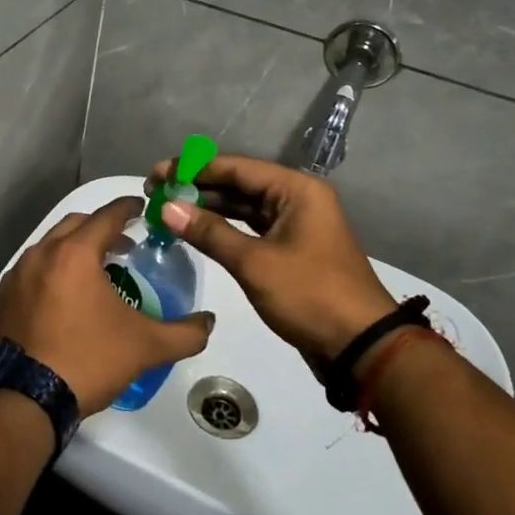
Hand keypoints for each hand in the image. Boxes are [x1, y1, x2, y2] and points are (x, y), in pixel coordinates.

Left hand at [0, 197, 215, 416]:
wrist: (26, 398)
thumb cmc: (88, 360)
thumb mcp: (145, 347)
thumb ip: (184, 333)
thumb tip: (208, 322)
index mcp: (76, 253)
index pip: (108, 215)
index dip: (130, 208)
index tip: (144, 209)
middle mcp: (43, 253)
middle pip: (77, 223)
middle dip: (102, 226)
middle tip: (125, 243)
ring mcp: (19, 274)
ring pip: (52, 244)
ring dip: (76, 246)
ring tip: (97, 269)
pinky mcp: (5, 296)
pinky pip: (34, 267)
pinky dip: (54, 268)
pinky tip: (66, 294)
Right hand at [149, 154, 395, 364]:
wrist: (359, 346)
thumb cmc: (310, 294)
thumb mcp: (254, 263)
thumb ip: (209, 232)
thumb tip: (166, 207)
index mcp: (296, 190)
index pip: (235, 168)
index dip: (193, 169)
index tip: (156, 174)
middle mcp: (297, 199)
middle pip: (239, 184)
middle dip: (197, 188)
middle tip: (155, 192)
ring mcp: (295, 225)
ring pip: (243, 207)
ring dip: (208, 209)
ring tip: (167, 210)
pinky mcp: (290, 250)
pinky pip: (251, 229)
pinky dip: (224, 230)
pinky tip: (195, 232)